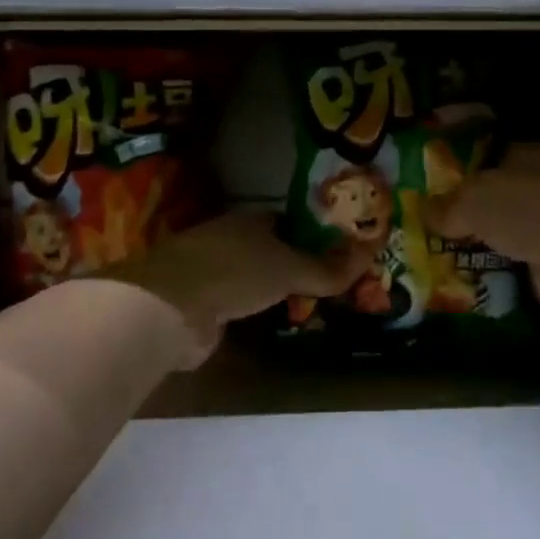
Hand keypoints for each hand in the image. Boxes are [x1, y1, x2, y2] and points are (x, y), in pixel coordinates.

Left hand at [104, 210, 370, 366]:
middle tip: (330, 280)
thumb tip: (369, 254)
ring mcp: (212, 270)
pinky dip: (254, 308)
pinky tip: (272, 318)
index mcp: (250, 220)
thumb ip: (327, 268)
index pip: (289, 220)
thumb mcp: (289, 269)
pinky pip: (238, 301)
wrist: (170, 307)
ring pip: (254, 275)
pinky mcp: (200, 301)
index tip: (339, 249)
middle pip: (271, 247)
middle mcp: (230, 238)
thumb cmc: (235, 272)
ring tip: (308, 302)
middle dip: (296, 261)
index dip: (314, 232)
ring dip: (274, 287)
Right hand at [428, 144, 539, 315]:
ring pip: (498, 228)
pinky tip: (460, 274)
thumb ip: (447, 206)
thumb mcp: (473, 201)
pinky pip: (508, 259)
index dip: (456, 165)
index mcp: (521, 156)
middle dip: (461, 208)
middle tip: (423, 221)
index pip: (484, 153)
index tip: (427, 180)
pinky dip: (489, 266)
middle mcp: (534, 185)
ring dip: (474, 240)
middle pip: (489, 193)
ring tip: (433, 251)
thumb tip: (424, 211)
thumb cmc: (526, 211)